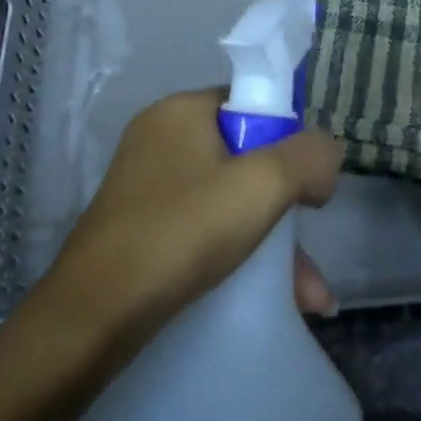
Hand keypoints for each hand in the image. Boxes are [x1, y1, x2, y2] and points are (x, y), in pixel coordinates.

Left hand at [41, 91, 341, 342]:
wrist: (92, 315)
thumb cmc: (181, 232)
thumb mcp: (261, 186)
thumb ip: (307, 157)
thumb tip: (327, 151)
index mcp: (182, 110)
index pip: (252, 105)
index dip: (290, 141)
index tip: (310, 186)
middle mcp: (161, 137)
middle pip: (244, 157)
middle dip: (286, 206)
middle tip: (310, 247)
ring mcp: (147, 183)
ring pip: (227, 199)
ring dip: (271, 242)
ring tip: (310, 296)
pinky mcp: (140, 225)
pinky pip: (203, 226)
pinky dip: (237, 253)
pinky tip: (274, 297)